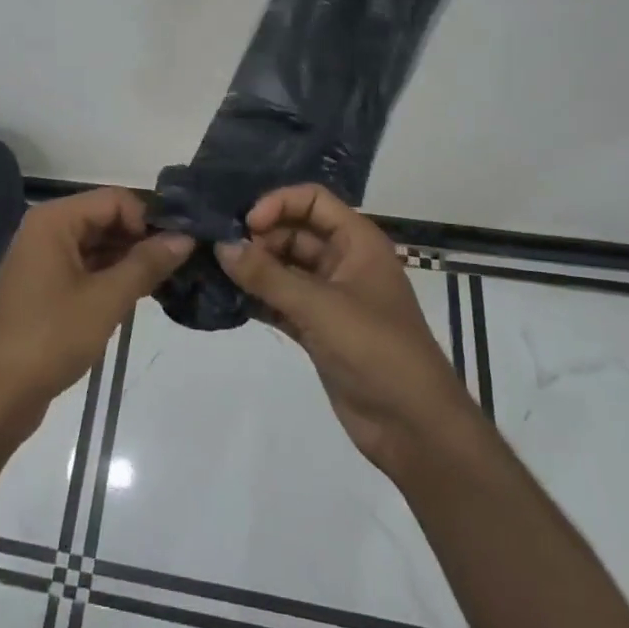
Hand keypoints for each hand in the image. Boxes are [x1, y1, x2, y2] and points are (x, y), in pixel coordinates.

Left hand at [0, 189, 190, 430]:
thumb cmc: (51, 338)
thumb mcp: (106, 300)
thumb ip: (147, 264)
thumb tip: (186, 237)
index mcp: (54, 220)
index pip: (115, 199)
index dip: (147, 220)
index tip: (173, 251)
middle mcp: (47, 229)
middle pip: (106, 218)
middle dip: (141, 240)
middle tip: (177, 269)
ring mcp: (43, 258)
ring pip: (98, 245)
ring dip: (129, 260)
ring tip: (163, 284)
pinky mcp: (45, 285)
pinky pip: (86, 267)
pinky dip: (111, 277)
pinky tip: (136, 297)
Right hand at [216, 184, 472, 476]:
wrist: (413, 426)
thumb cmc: (376, 350)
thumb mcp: (320, 306)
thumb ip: (267, 276)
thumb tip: (221, 246)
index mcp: (357, 242)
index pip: (313, 200)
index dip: (278, 203)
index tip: (246, 225)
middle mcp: (343, 262)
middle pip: (294, 232)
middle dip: (259, 238)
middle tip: (221, 252)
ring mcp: (329, 297)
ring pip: (284, 268)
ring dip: (253, 268)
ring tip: (214, 270)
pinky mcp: (317, 329)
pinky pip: (280, 301)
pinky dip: (257, 298)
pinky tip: (227, 299)